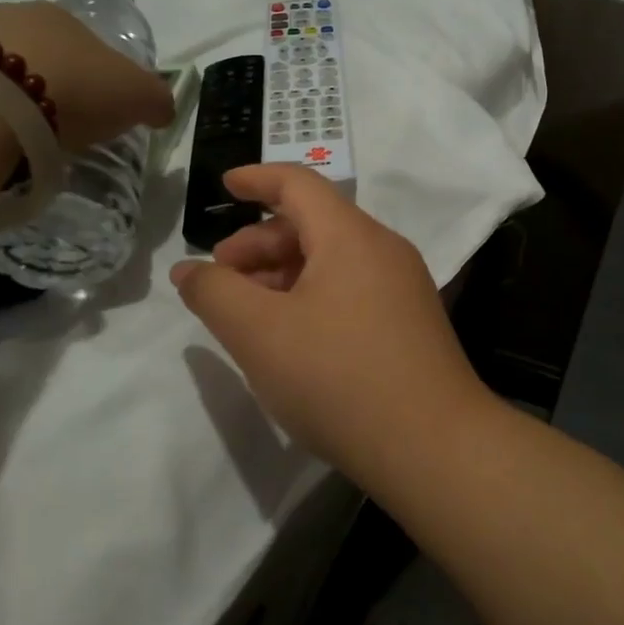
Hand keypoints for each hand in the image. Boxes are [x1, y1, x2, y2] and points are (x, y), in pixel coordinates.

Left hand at [0, 2, 172, 150]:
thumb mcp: (139, 97)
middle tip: (63, 125)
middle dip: (55, 83)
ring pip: (1, 67)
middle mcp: (14, 14)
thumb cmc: (74, 90)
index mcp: (65, 17)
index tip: (101, 111)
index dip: (100, 78)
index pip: (90, 45)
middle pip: (44, 53)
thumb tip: (161, 110)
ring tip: (22, 134)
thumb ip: (157, 100)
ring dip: (14, 94)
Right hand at [169, 165, 495, 475]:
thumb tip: (190, 270)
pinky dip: (313, 298)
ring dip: (284, 276)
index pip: (299, 184)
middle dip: (259, 243)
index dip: (256, 179)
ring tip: (249, 315)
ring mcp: (405, 288)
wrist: (433, 445)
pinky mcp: (411, 324)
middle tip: (221, 279)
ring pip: (333, 262)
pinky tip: (293, 338)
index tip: (224, 186)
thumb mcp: (260, 333)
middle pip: (314, 225)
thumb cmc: (339, 378)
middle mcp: (385, 250)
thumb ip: (215, 293)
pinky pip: (353, 291)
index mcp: (352, 236)